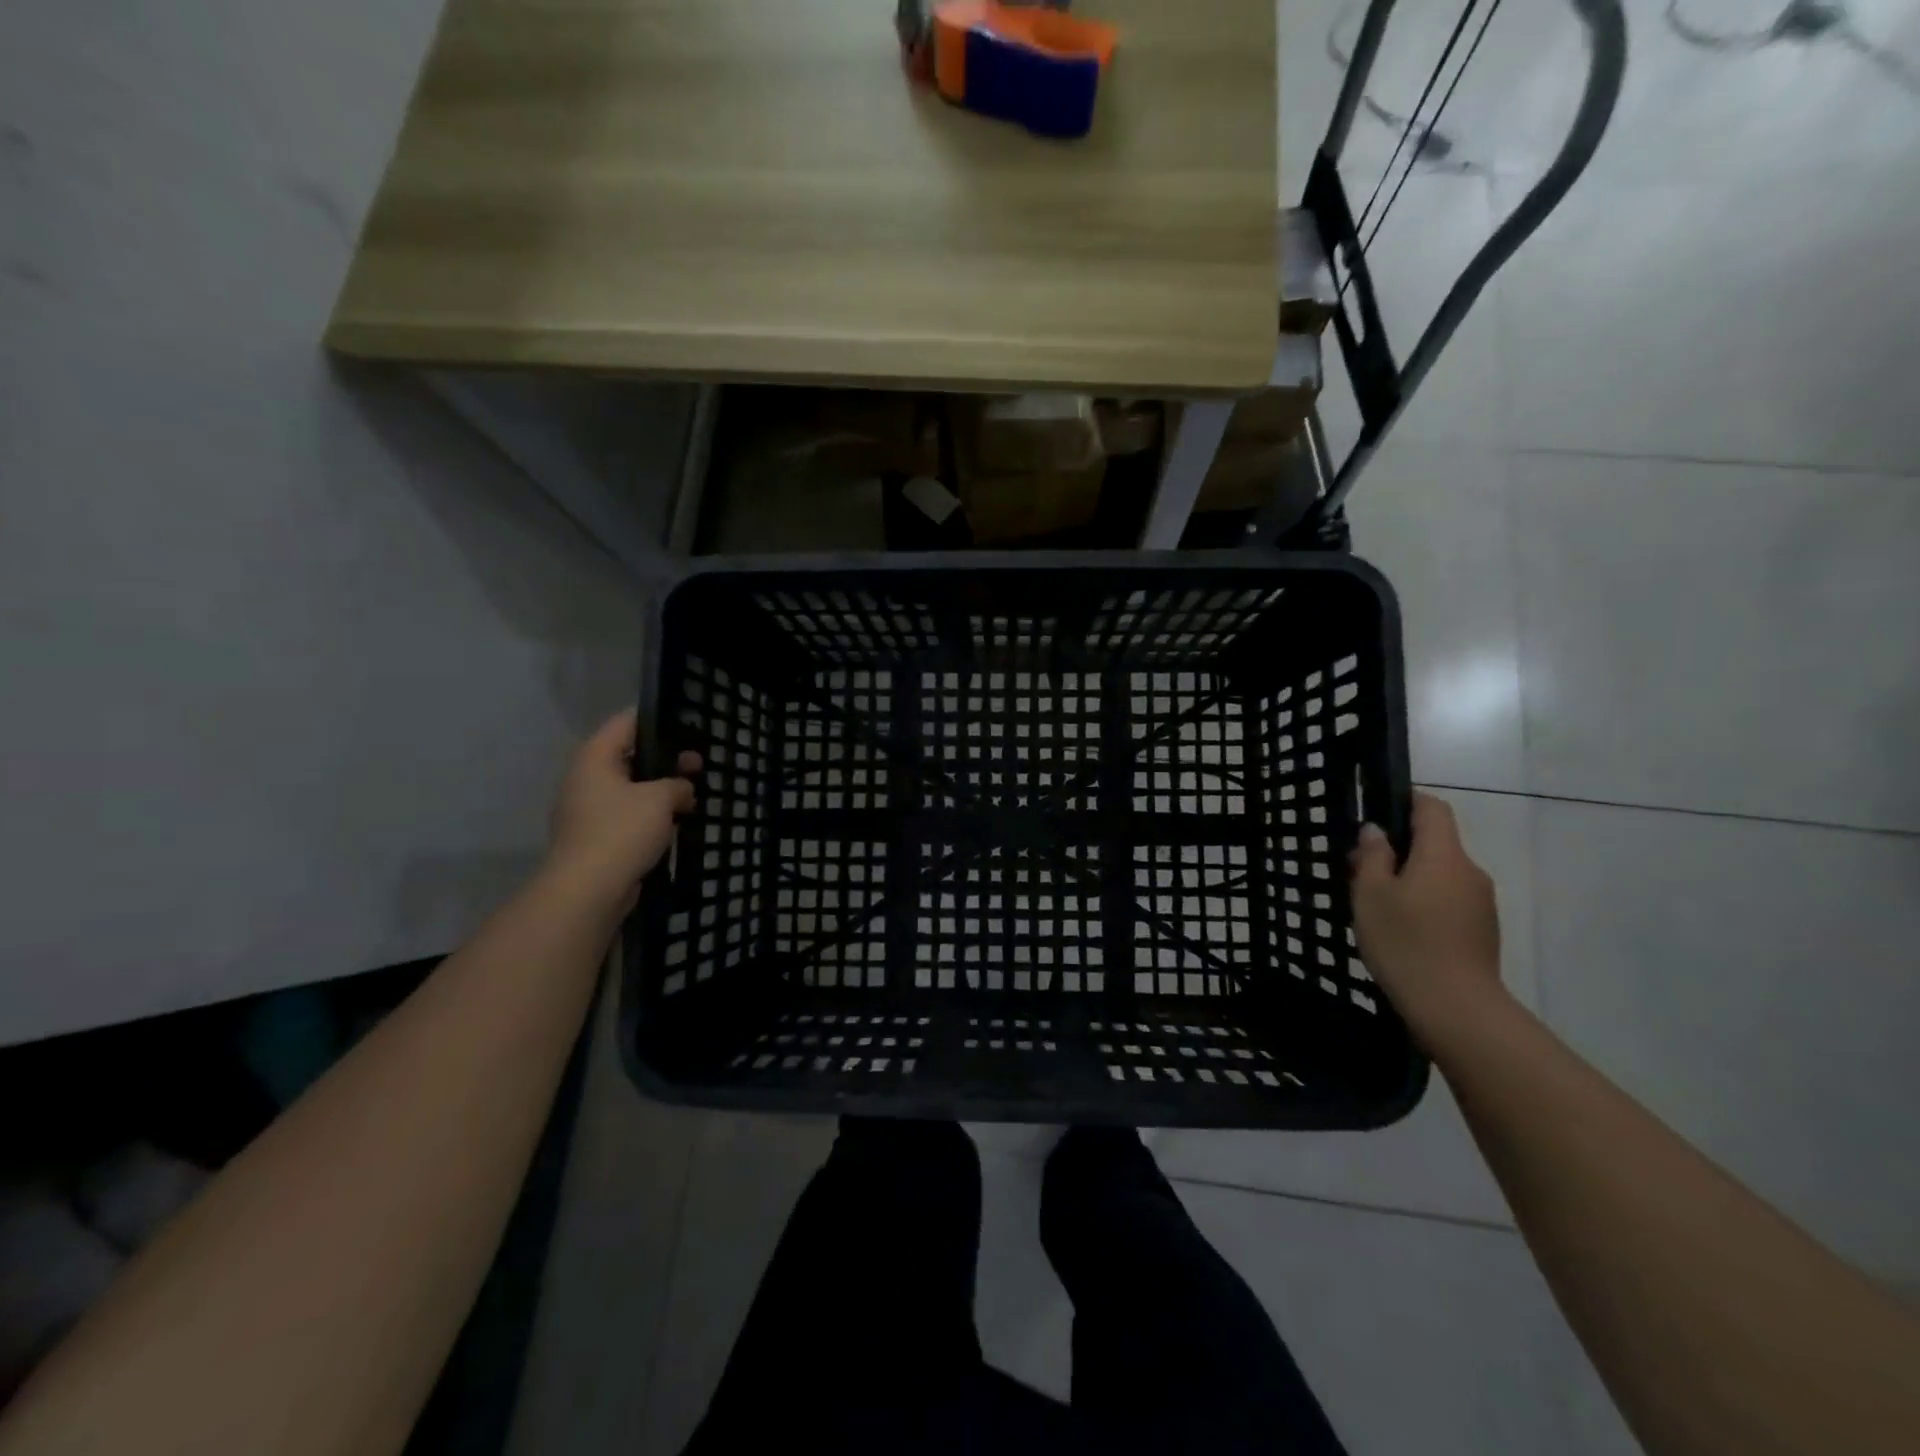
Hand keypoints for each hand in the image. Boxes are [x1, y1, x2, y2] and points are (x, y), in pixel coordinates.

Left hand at [546, 708, 700, 910]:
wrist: (588, 890)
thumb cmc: (622, 831)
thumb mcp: (660, 798)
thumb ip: (677, 784)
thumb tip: (682, 789)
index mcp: (594, 758)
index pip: (625, 722)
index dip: (655, 718)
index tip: (685, 722)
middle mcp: (585, 779)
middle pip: (628, 756)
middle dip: (664, 759)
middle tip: (698, 764)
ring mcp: (586, 810)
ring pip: (629, 789)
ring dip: (658, 790)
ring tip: (691, 795)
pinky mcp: (594, 838)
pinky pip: (626, 815)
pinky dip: (648, 815)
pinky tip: (673, 822)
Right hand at [1349, 792, 1504, 1039]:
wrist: (1456, 1008)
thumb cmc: (1405, 941)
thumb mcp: (1371, 894)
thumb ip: (1372, 856)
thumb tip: (1376, 831)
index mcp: (1443, 855)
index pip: (1432, 808)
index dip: (1405, 801)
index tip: (1376, 814)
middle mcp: (1469, 871)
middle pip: (1436, 843)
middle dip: (1400, 848)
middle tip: (1360, 871)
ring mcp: (1481, 903)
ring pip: (1441, 874)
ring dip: (1411, 879)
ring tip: (1376, 905)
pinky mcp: (1482, 931)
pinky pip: (1449, 901)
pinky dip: (1425, 903)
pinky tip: (1401, 930)